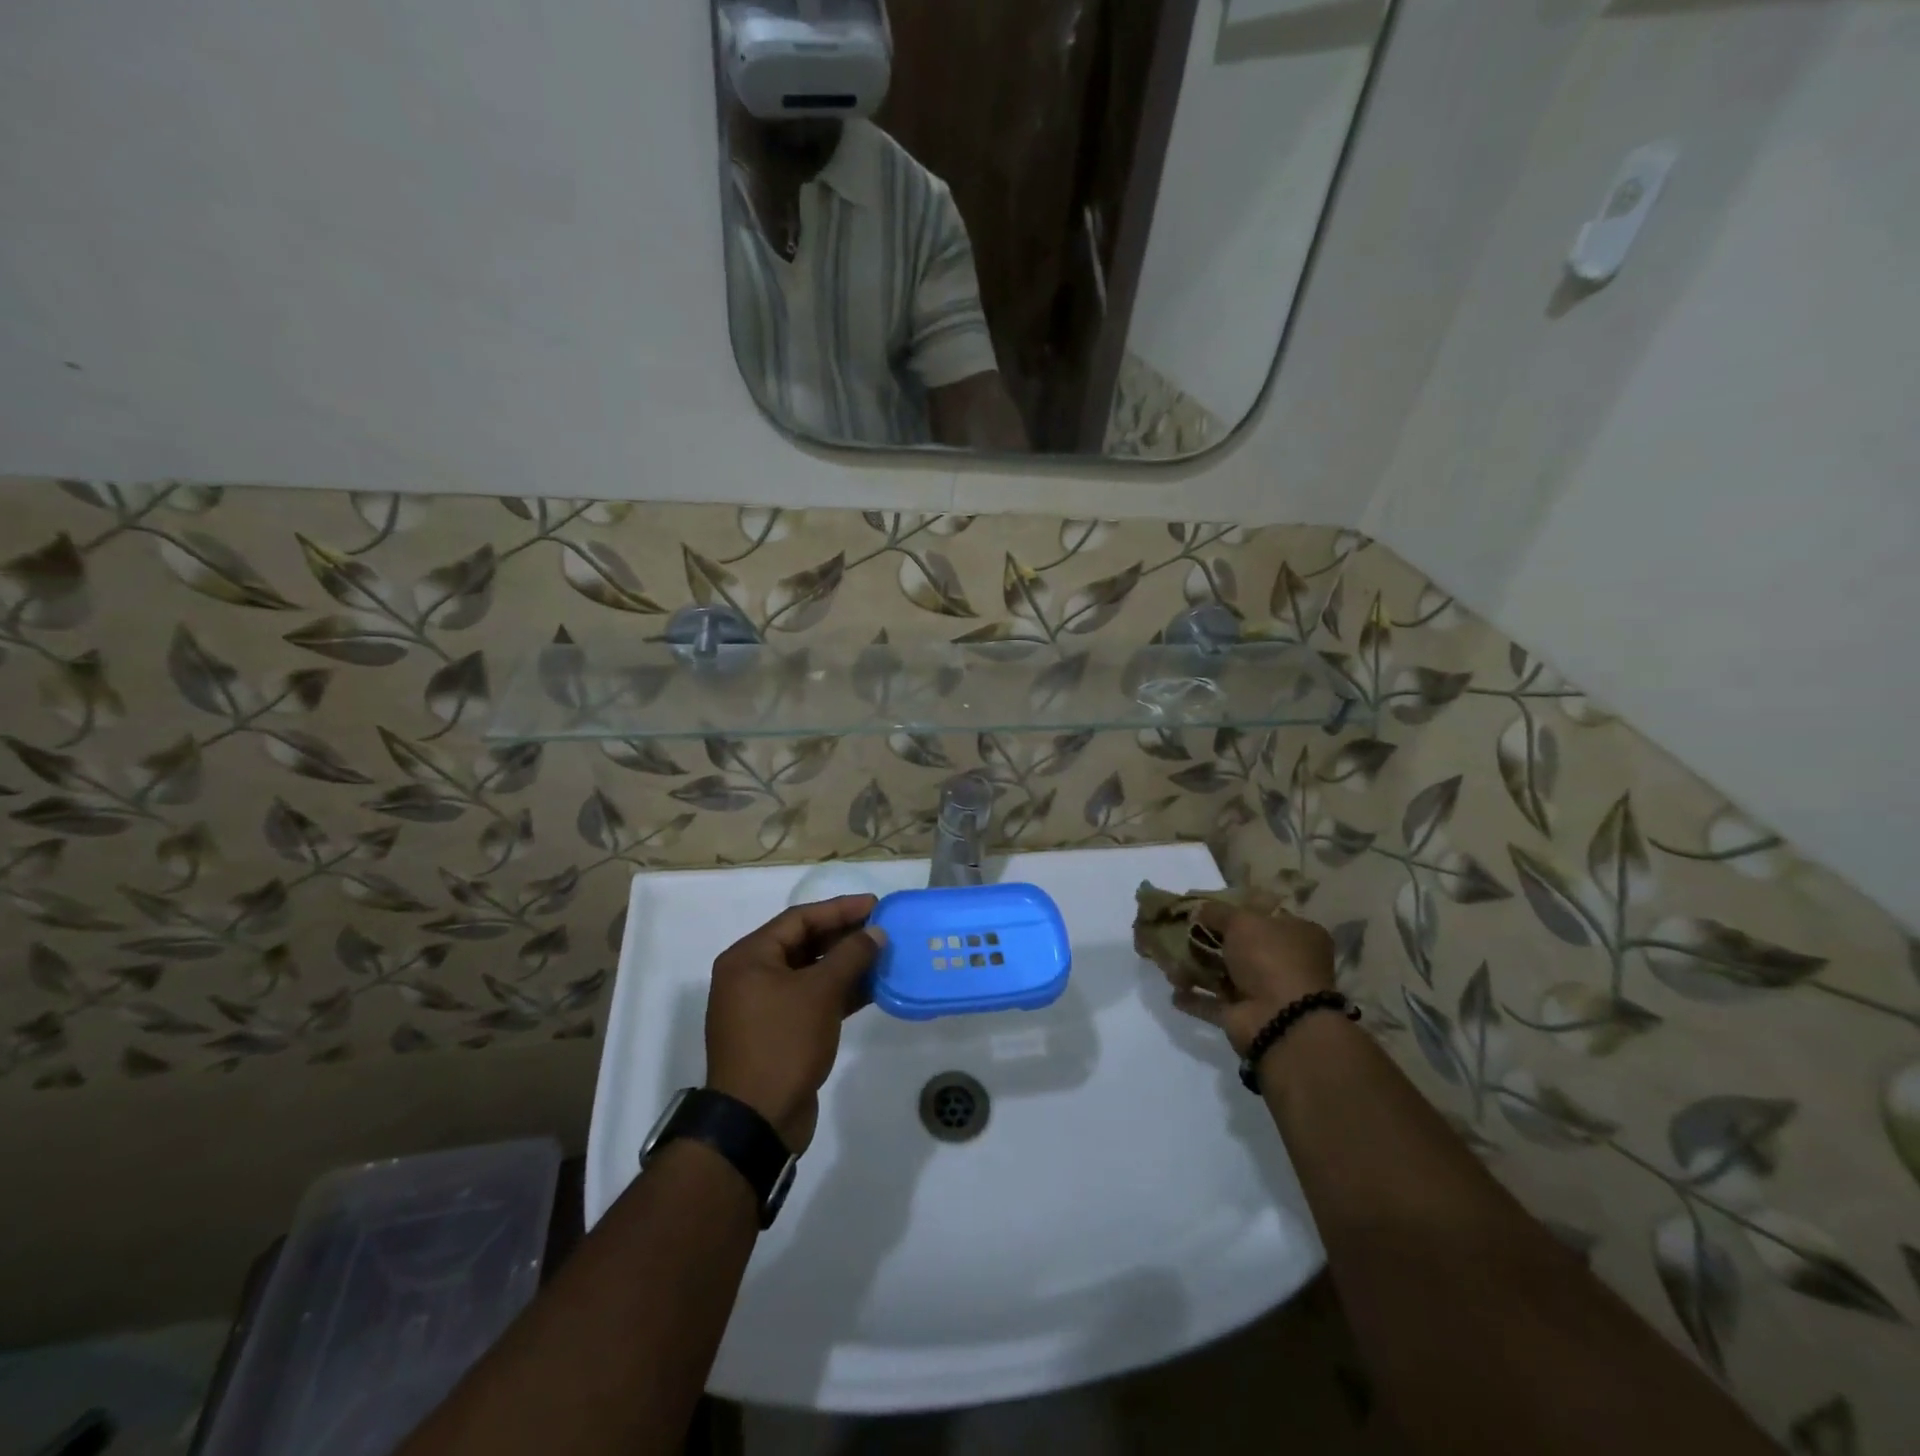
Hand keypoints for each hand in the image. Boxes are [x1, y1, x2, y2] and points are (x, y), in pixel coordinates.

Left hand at [705, 895, 885, 1153]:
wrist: (757, 1121)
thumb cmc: (783, 1043)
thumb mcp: (820, 993)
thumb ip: (850, 956)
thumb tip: (876, 932)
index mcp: (749, 958)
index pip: (799, 919)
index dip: (839, 909)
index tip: (875, 904)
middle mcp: (752, 976)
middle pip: (804, 943)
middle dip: (844, 936)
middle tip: (882, 928)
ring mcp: (764, 1006)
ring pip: (811, 973)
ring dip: (846, 964)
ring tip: (884, 954)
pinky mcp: (780, 1032)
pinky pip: (812, 999)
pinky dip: (840, 992)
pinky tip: (872, 988)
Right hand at [1171, 902, 1335, 1056]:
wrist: (1282, 1021)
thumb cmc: (1270, 958)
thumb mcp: (1242, 921)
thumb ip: (1217, 912)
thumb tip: (1199, 909)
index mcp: (1296, 935)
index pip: (1261, 916)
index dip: (1233, 911)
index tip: (1204, 908)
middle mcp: (1283, 963)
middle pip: (1238, 947)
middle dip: (1207, 942)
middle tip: (1178, 934)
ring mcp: (1263, 992)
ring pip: (1223, 975)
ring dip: (1196, 969)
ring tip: (1167, 963)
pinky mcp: (1244, 1017)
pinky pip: (1213, 1004)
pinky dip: (1194, 998)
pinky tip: (1175, 992)